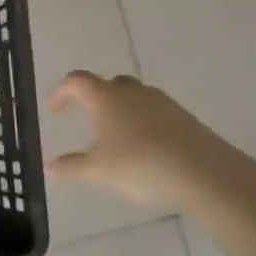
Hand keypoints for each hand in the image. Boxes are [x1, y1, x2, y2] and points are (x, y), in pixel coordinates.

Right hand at [48, 71, 245, 212]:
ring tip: (117, 136)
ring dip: (122, 110)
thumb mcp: (97, 172)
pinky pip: (157, 114)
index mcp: (106, 98)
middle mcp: (134, 93)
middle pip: (110, 83)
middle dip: (95, 96)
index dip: (61, 91)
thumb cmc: (140, 166)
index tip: (54, 109)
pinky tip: (146, 149)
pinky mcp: (186, 119)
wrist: (205, 174)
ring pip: (136, 97)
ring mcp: (164, 104)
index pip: (77, 81)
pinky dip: (145, 124)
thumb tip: (50, 165)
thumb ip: (71, 167)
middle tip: (87, 117)